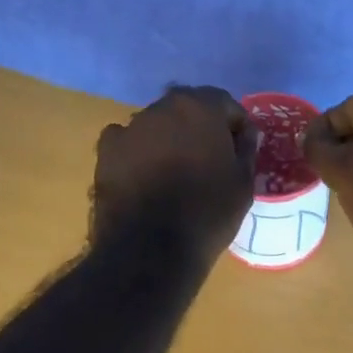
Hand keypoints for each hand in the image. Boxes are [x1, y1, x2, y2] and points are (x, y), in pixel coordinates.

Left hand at [92, 86, 257, 259]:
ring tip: (176, 173)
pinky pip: (129, 143)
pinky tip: (146, 179)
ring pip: (157, 125)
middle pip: (187, 109)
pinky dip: (138, 153)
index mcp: (199, 108)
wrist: (151, 249)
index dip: (235, 126)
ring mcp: (129, 127)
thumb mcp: (243, 183)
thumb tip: (245, 133)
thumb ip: (246, 149)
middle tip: (209, 160)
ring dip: (169, 140)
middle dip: (199, 128)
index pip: (224, 103)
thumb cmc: (208, 213)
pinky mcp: (106, 151)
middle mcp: (161, 107)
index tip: (239, 150)